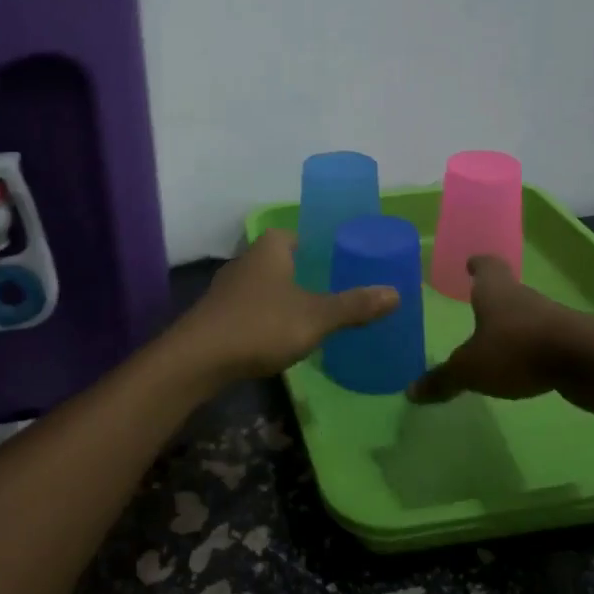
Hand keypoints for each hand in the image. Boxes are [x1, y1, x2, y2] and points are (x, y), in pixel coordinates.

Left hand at [175, 230, 399, 383]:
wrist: (199, 358)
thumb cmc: (262, 325)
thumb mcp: (316, 317)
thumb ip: (354, 306)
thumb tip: (395, 292)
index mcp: (271, 248)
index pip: (297, 234)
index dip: (319, 246)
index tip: (340, 263)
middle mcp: (247, 260)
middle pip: (281, 259)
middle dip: (304, 273)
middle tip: (334, 290)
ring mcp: (228, 287)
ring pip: (264, 285)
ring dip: (283, 296)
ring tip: (311, 315)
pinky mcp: (217, 314)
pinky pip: (250, 308)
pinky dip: (266, 316)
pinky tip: (279, 336)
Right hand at [408, 255, 593, 404]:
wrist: (588, 362)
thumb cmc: (518, 350)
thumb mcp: (471, 369)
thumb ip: (443, 379)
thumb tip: (411, 392)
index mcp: (496, 292)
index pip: (486, 266)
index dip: (477, 264)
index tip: (471, 263)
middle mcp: (523, 297)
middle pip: (506, 290)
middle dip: (491, 298)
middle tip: (475, 305)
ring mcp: (550, 317)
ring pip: (525, 315)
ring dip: (512, 325)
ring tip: (495, 340)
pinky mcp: (570, 341)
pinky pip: (543, 339)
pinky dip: (531, 347)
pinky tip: (523, 364)